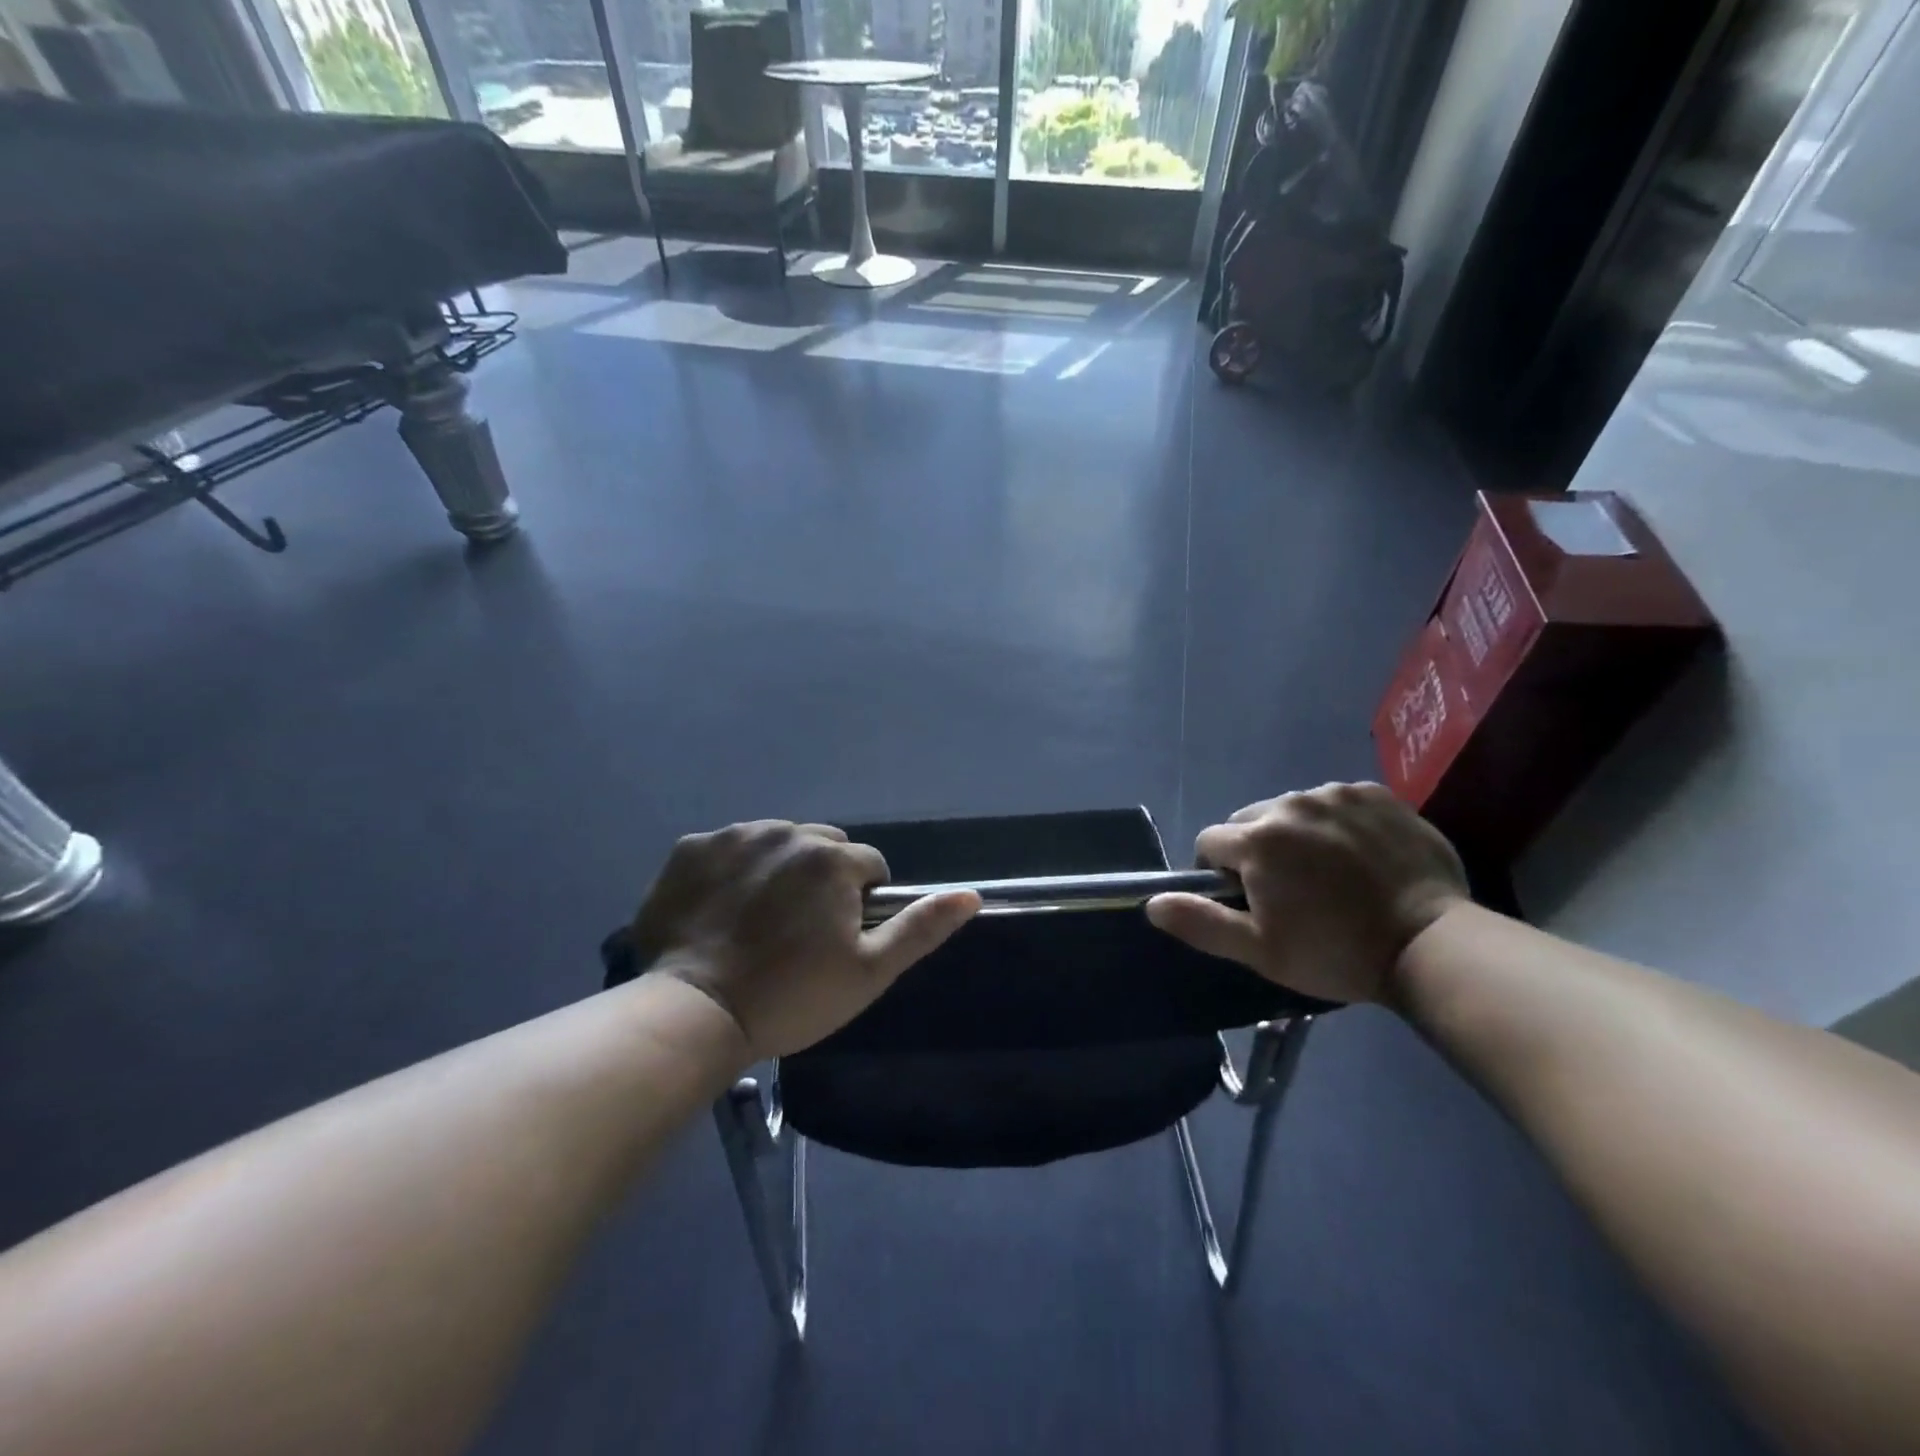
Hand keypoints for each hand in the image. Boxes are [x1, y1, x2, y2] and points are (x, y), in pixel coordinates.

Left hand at [628, 820, 979, 1059]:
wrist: (694, 1013)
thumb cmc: (791, 997)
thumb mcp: (869, 972)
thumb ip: (921, 928)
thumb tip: (971, 895)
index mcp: (832, 859)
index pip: (869, 865)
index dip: (862, 902)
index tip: (839, 939)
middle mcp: (785, 832)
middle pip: (823, 845)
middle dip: (823, 877)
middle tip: (801, 930)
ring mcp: (733, 836)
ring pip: (776, 841)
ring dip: (779, 868)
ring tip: (760, 920)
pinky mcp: (690, 849)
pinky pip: (727, 848)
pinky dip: (731, 869)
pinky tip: (720, 910)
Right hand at [1145, 783, 1467, 1004]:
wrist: (1431, 944)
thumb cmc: (1335, 951)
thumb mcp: (1260, 950)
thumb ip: (1200, 922)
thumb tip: (1152, 903)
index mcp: (1257, 839)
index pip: (1210, 842)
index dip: (1218, 873)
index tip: (1245, 901)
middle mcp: (1290, 803)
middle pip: (1250, 821)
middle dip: (1256, 850)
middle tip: (1287, 890)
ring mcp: (1337, 794)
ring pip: (1293, 809)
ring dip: (1295, 834)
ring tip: (1328, 874)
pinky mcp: (1376, 794)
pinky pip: (1336, 802)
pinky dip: (1336, 823)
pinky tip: (1359, 856)